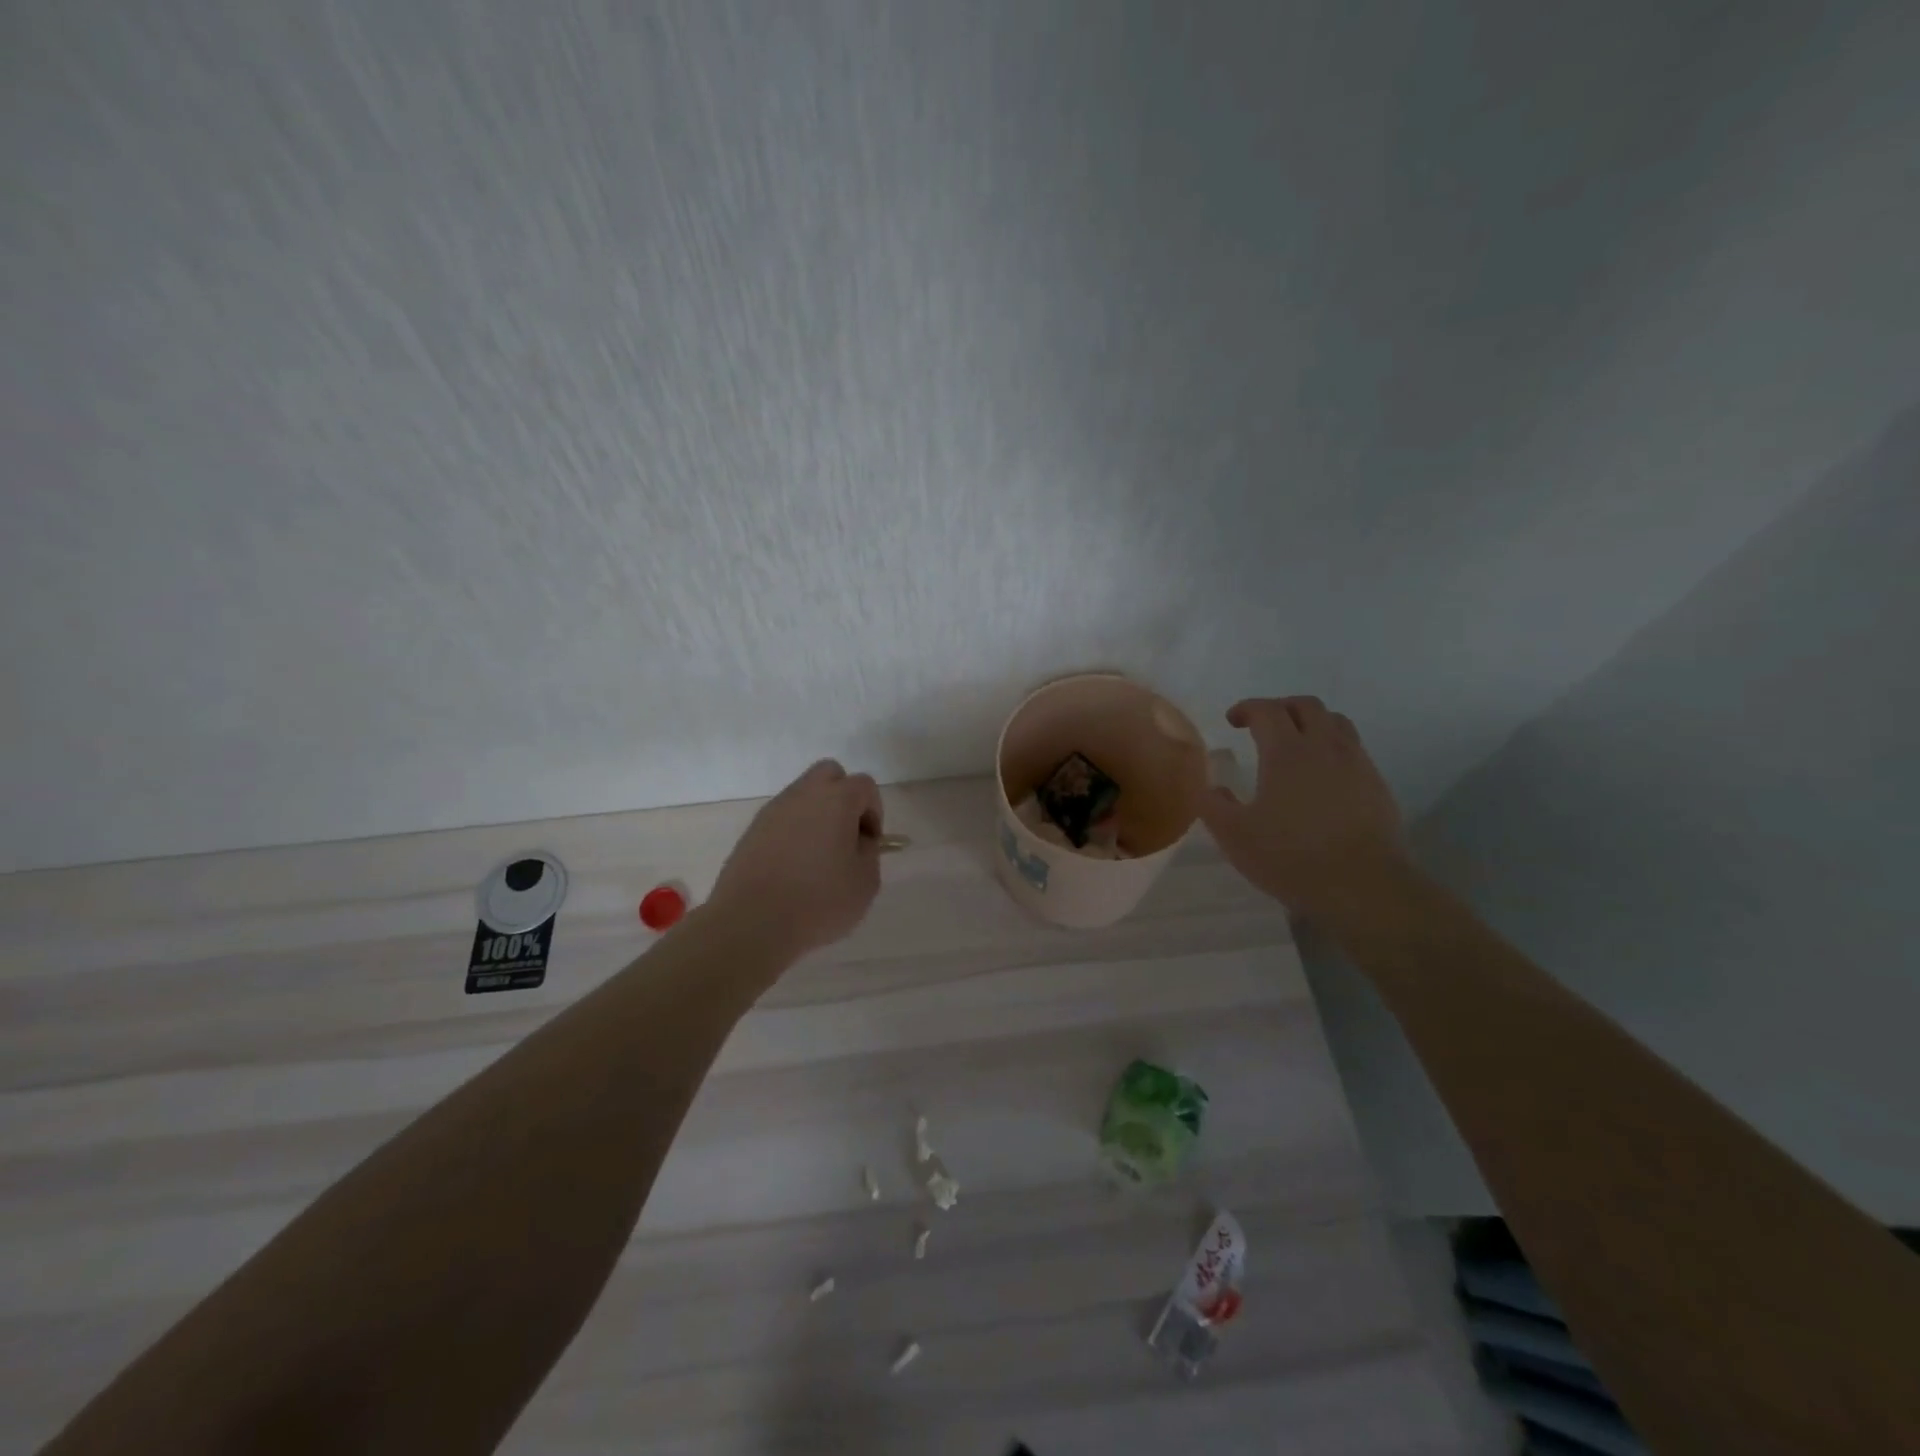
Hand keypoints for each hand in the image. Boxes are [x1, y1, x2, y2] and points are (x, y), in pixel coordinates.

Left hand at [709, 759, 885, 959]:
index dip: (874, 812)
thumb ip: (869, 852)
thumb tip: (858, 840)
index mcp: (836, 799)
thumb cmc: (819, 901)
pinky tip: (793, 868)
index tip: (869, 844)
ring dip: (816, 815)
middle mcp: (803, 794)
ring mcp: (773, 811)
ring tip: (818, 858)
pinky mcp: (751, 831)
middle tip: (846, 836)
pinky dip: (793, 832)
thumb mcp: (866, 882)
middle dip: (844, 798)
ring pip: (803, 796)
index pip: (864, 786)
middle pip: (829, 774)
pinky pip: (782, 819)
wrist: (752, 923)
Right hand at [1200, 697, 1406, 923]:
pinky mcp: (1377, 786)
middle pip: (1306, 706)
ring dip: (1312, 722)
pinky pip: (1353, 750)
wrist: (1364, 887)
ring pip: (1336, 723)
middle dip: (1281, 707)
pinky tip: (1322, 776)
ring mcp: (1356, 764)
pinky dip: (1333, 748)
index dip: (1247, 708)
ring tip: (1296, 743)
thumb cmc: (1291, 858)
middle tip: (1263, 725)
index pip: (1267, 710)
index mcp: (1286, 752)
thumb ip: (1214, 805)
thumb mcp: (1235, 836)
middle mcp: (1324, 747)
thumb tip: (1211, 787)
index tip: (1233, 720)